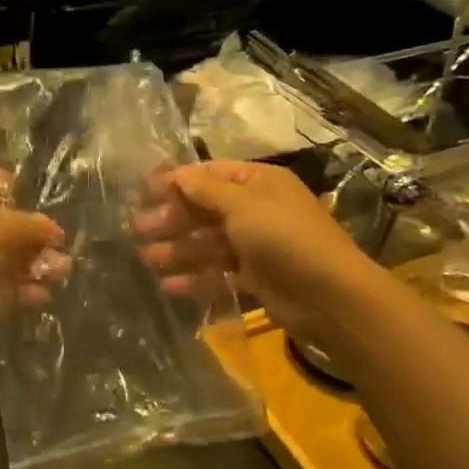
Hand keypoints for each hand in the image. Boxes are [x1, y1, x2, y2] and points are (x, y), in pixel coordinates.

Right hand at [135, 160, 363, 343]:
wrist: (330, 295)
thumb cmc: (284, 237)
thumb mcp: (242, 204)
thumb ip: (205, 190)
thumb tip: (176, 173)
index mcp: (258, 183)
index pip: (211, 175)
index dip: (178, 181)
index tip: (144, 191)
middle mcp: (257, 210)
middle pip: (206, 210)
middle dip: (172, 219)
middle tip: (138, 229)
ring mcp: (257, 246)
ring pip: (209, 244)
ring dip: (178, 250)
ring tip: (147, 260)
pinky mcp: (256, 278)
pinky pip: (220, 274)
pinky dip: (196, 279)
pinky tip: (169, 286)